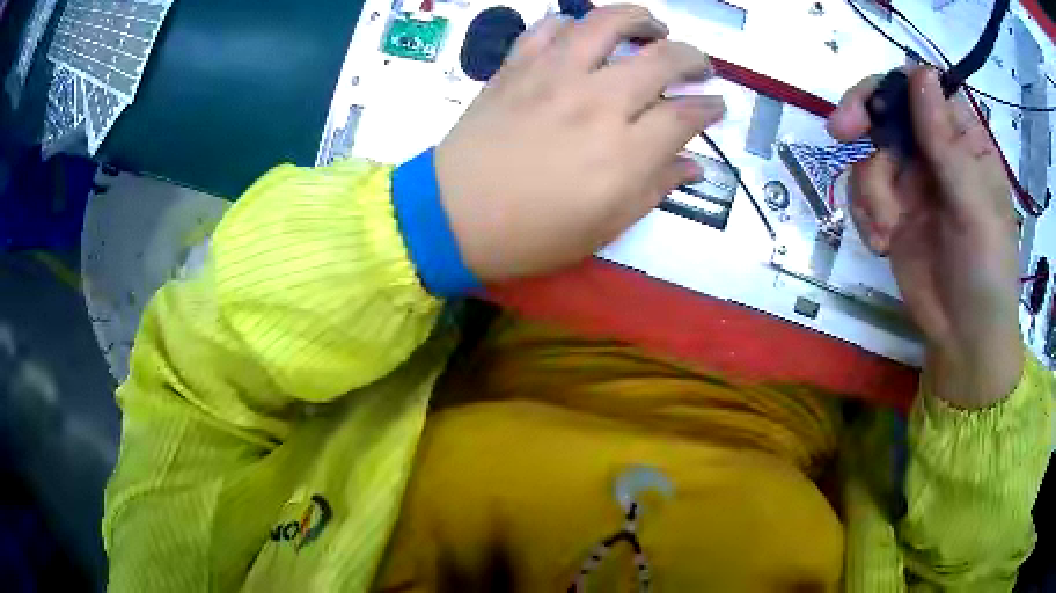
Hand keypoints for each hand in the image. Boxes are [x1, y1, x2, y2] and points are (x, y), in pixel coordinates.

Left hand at [435, 5, 723, 280]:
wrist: (452, 216)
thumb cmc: (531, 234)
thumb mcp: (604, 227)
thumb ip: (654, 188)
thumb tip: (692, 165)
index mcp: (624, 153)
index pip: (685, 114)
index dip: (709, 108)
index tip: (716, 105)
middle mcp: (597, 102)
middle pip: (662, 58)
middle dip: (693, 57)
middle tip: (700, 65)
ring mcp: (554, 76)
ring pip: (607, 23)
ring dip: (639, 19)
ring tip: (652, 27)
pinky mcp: (517, 66)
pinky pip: (548, 27)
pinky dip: (571, 24)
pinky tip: (580, 34)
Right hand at [828, 67, 1022, 408]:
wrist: (964, 339)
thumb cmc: (986, 273)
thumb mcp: (974, 208)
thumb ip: (948, 144)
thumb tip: (919, 72)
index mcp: (963, 141)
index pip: (922, 89)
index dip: (892, 87)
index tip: (869, 107)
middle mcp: (935, 152)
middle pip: (887, 108)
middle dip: (862, 119)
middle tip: (839, 132)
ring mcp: (912, 182)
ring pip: (870, 153)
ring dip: (870, 190)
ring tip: (887, 231)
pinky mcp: (893, 211)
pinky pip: (862, 191)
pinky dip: (864, 215)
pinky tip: (881, 244)